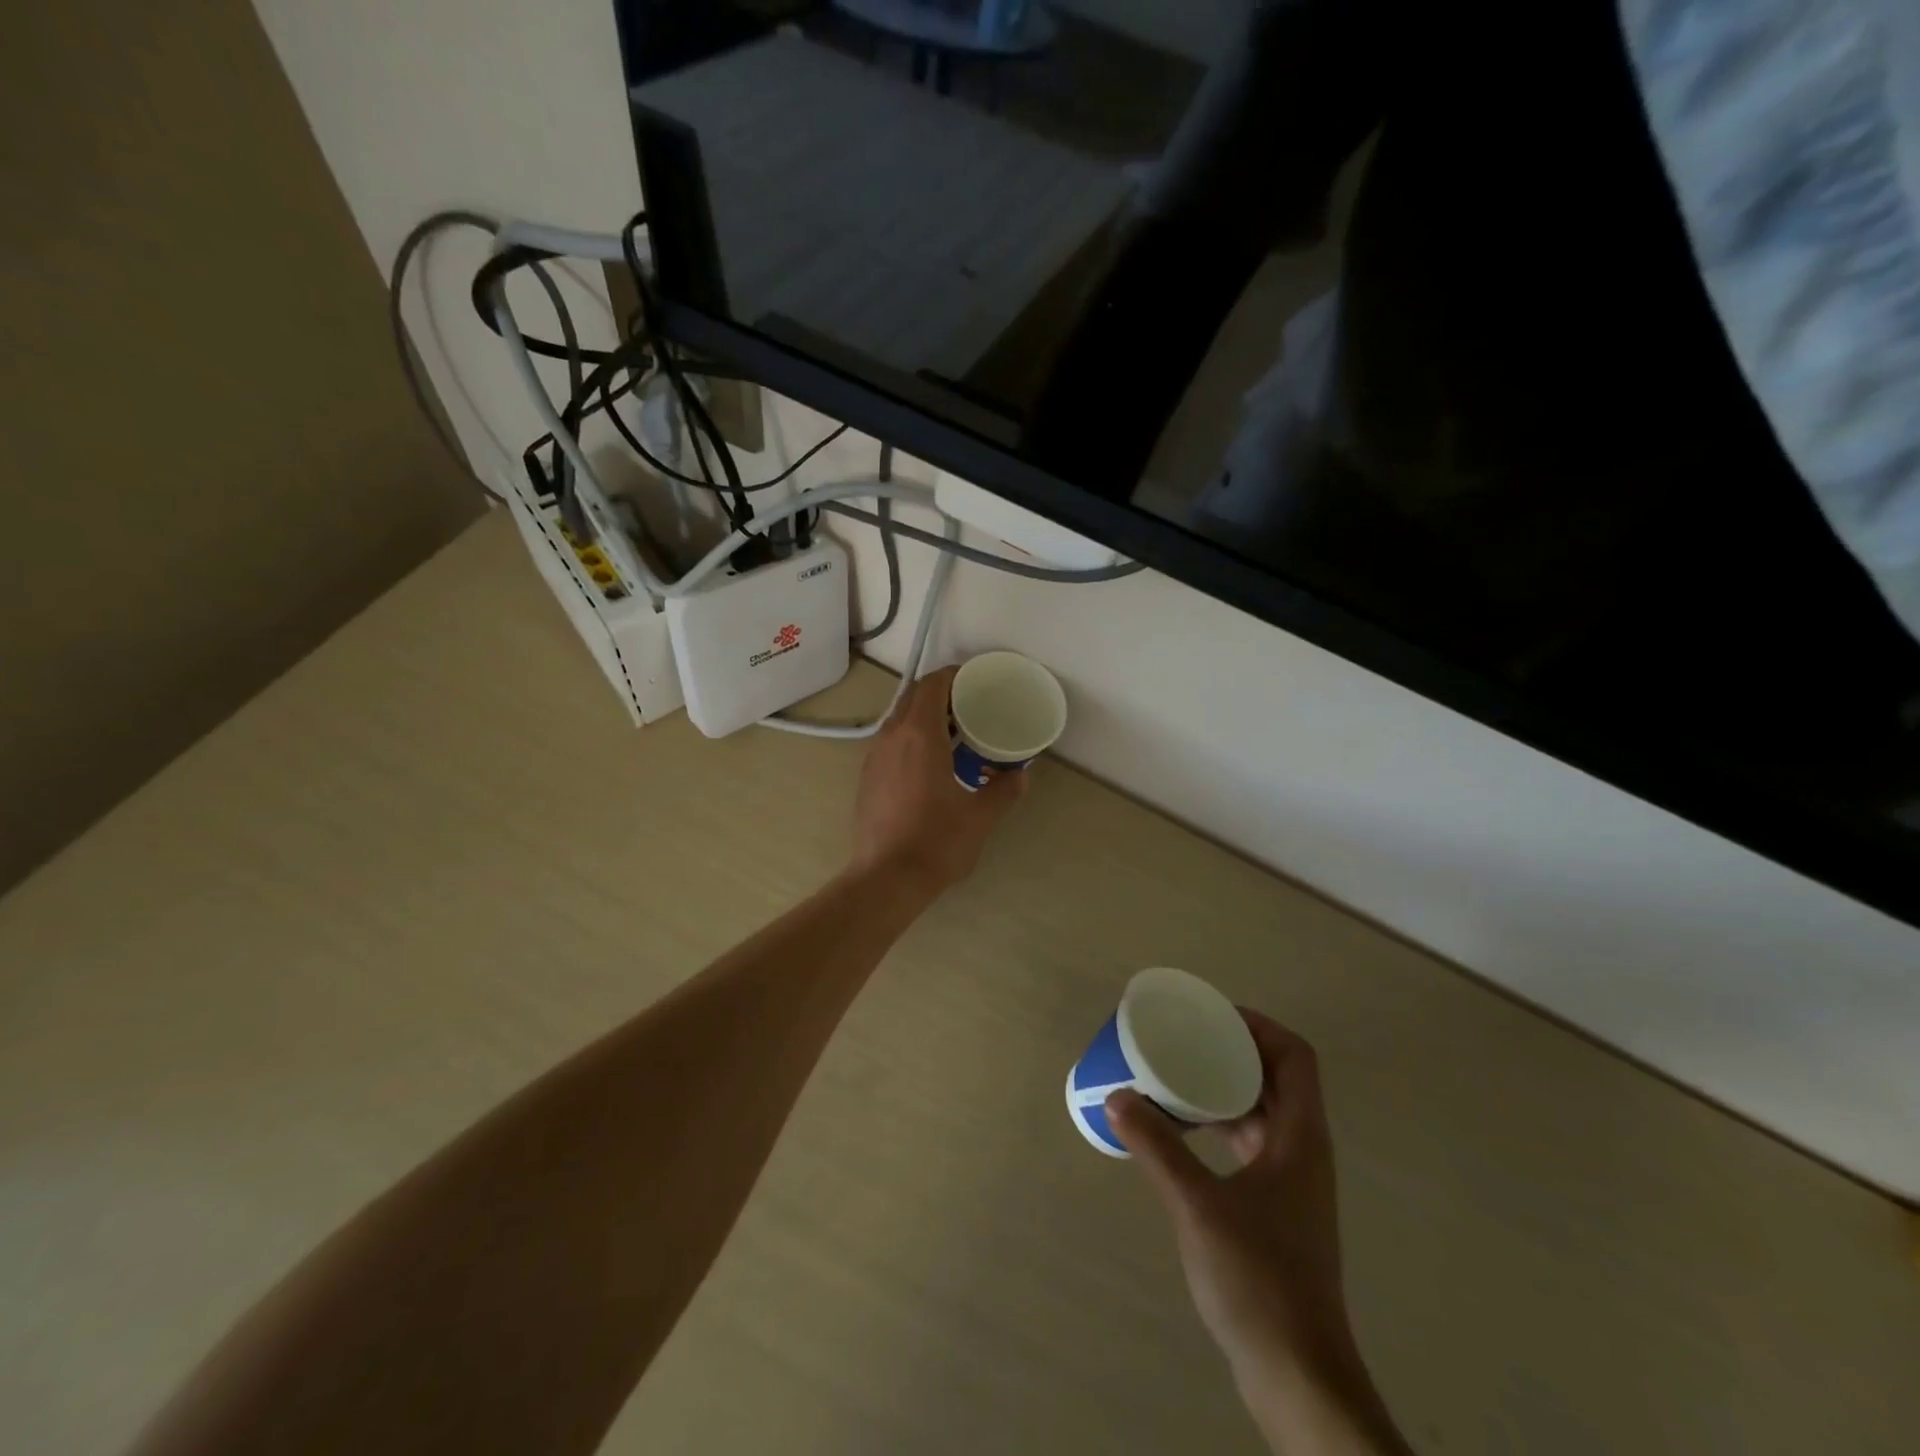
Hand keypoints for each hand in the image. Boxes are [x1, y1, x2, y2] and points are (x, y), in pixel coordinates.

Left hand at [850, 666, 1026, 897]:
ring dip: (925, 716)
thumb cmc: (937, 842)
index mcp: (920, 735)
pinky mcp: (867, 776)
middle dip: (942, 694)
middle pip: (914, 697)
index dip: (955, 676)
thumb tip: (1021, 774)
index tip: (977, 682)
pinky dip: (912, 738)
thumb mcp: (981, 816)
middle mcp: (892, 736)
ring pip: (900, 719)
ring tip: (956, 734)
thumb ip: (1005, 789)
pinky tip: (932, 763)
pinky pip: (891, 741)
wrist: (886, 879)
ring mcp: (874, 756)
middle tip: (972, 707)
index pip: (933, 684)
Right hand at [1108, 1013, 1410, 1454]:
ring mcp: (1292, 1183)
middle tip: (1183, 1038)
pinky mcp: (1277, 1210)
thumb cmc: (1258, 1279)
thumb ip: (1156, 1147)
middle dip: (1232, 1050)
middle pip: (1276, 1078)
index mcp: (1300, 1137)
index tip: (1210, 1015)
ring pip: (1262, 1112)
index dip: (1257, 1025)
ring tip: (1175, 1076)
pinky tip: (1183, 1132)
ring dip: (1223, 1088)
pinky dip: (1219, 1125)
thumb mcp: (1197, 1204)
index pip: (1295, 1056)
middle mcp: (1303, 1151)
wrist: (1297, 1375)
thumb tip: (1117, 1096)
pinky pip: (1249, 1144)